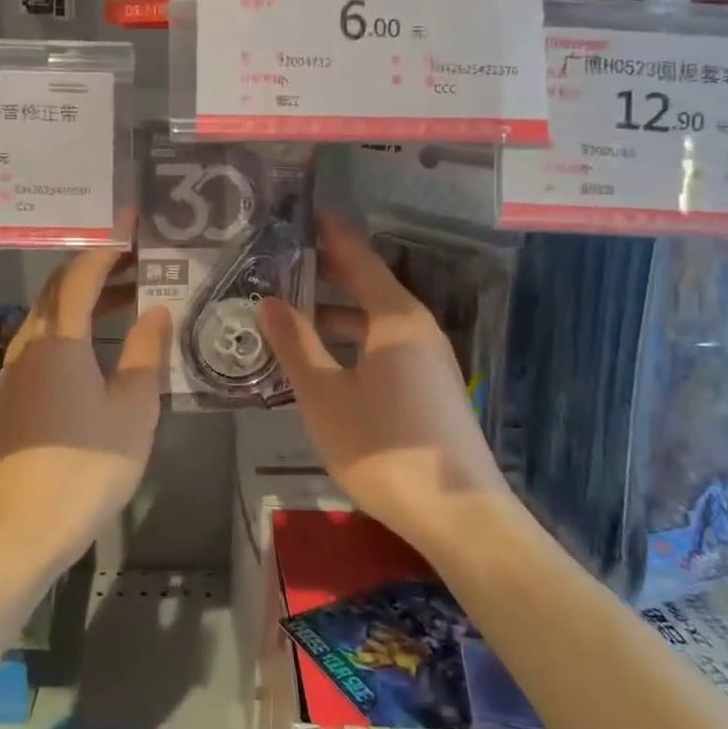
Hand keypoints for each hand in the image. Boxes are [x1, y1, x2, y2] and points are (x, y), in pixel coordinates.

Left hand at [0, 247, 172, 579]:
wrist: (21, 530)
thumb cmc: (86, 465)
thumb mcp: (132, 408)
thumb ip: (145, 352)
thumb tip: (156, 310)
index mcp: (58, 339)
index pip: (81, 274)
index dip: (107, 245)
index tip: (132, 224)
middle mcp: (30, 344)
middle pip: (59, 288)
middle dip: (97, 266)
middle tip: (139, 257)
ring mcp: (17, 371)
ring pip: (50, 315)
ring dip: (85, 297)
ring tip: (129, 293)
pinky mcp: (15, 395)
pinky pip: (45, 340)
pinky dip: (74, 325)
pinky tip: (99, 342)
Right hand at [255, 211, 513, 564]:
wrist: (459, 516)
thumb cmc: (385, 449)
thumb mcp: (326, 397)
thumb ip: (296, 345)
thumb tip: (268, 300)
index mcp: (395, 318)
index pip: (359, 258)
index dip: (331, 233)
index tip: (304, 212)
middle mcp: (416, 328)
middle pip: (367, 285)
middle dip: (325, 272)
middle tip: (279, 262)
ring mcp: (427, 359)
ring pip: (373, 320)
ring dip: (334, 313)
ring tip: (290, 313)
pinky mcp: (429, 387)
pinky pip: (383, 346)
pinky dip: (351, 341)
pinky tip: (323, 360)